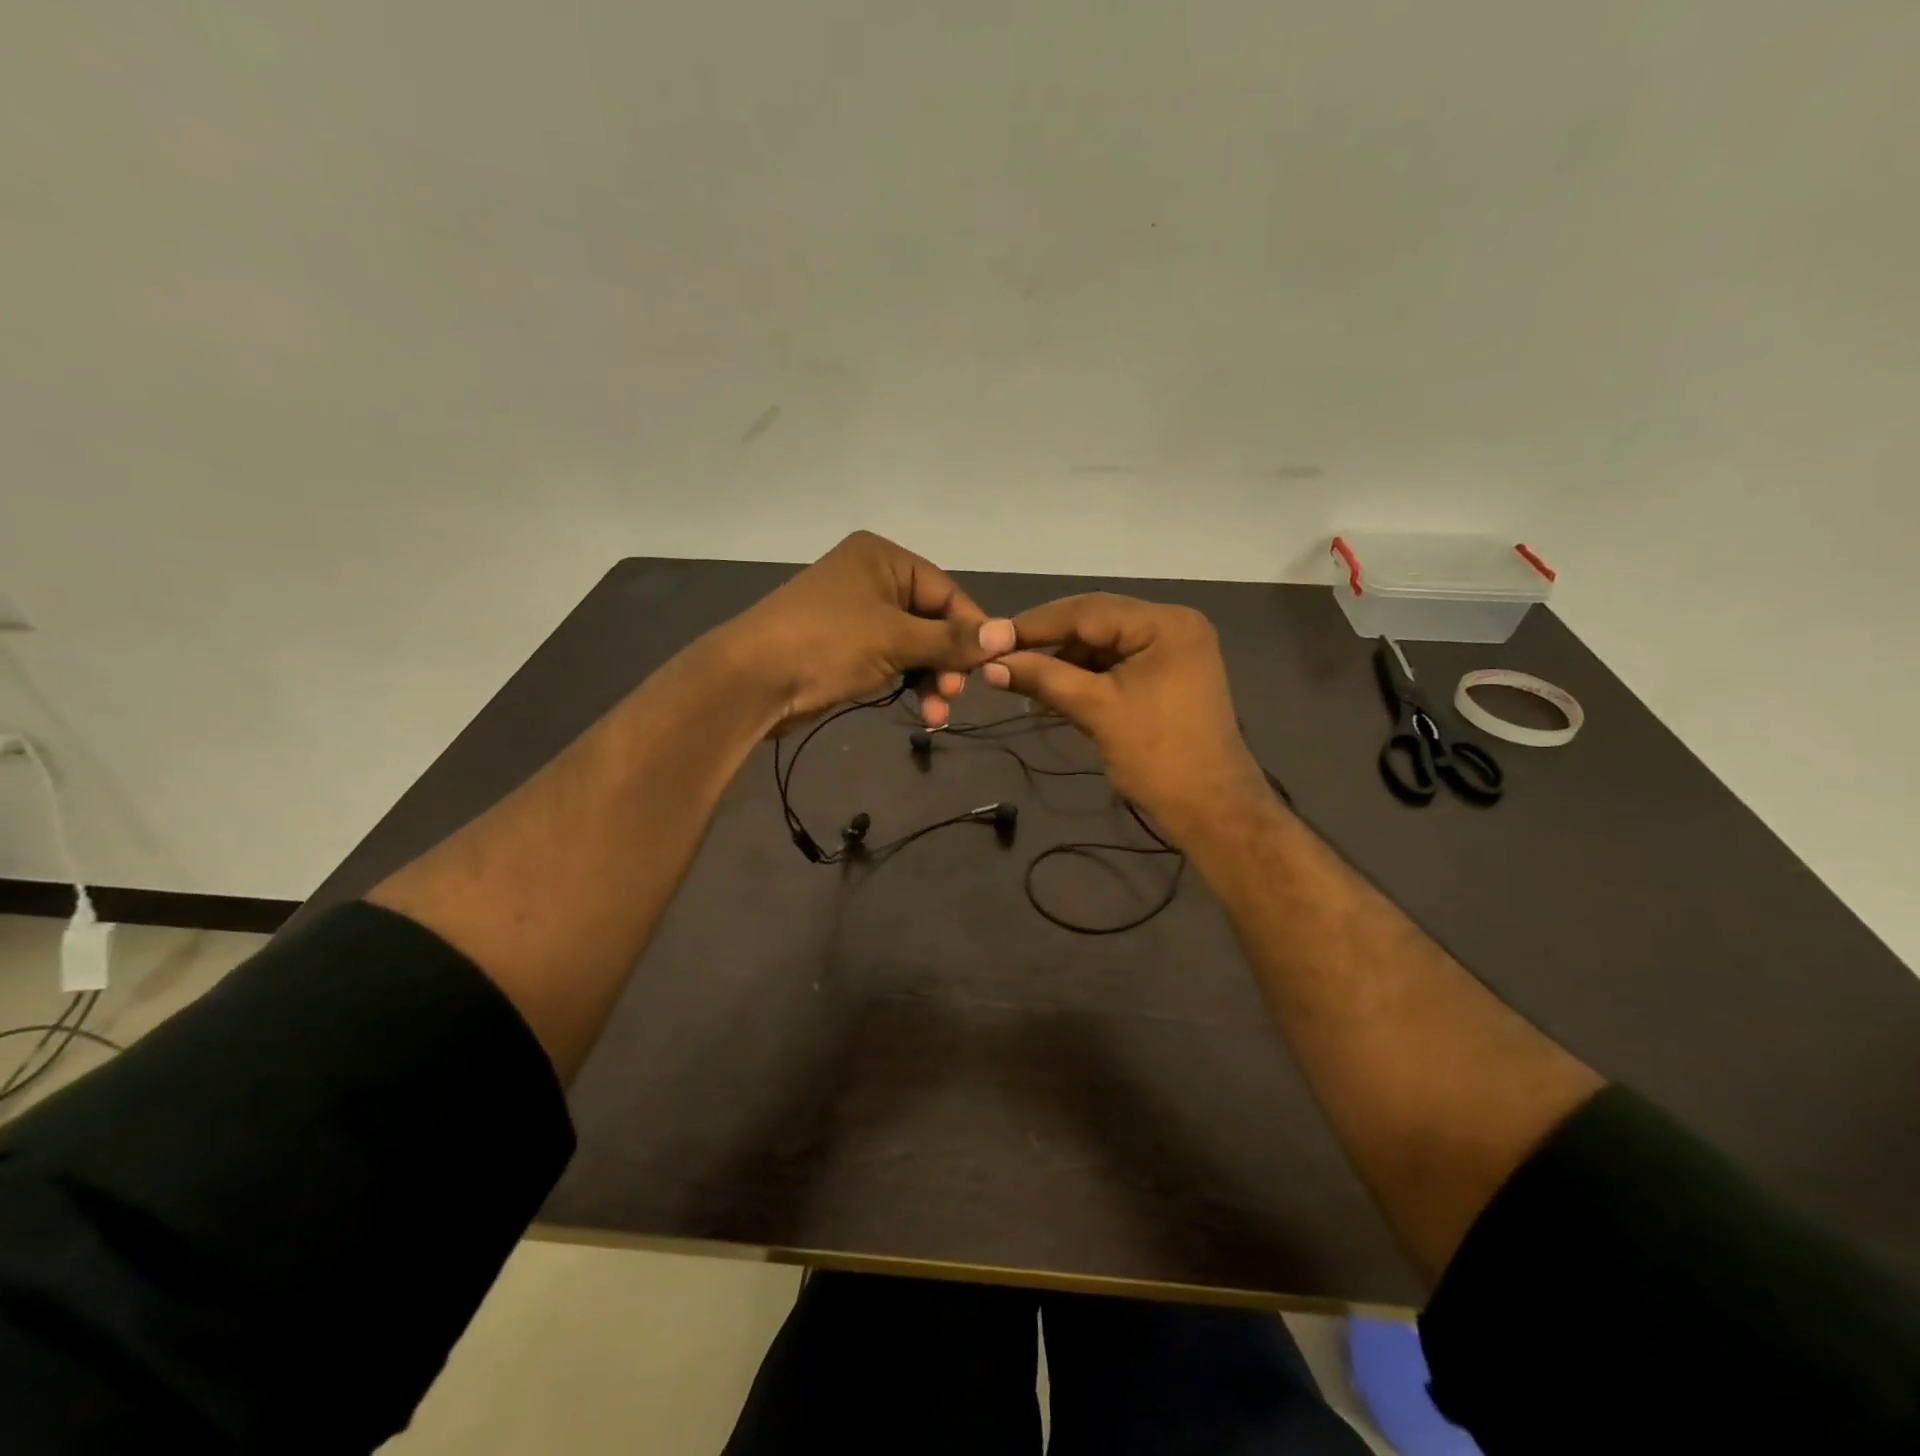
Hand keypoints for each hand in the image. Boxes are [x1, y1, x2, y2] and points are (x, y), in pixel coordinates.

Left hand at [725, 531, 1014, 729]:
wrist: (752, 680)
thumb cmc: (827, 644)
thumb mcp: (896, 639)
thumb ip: (952, 639)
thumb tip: (1008, 634)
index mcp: (883, 558)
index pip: (947, 593)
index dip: (972, 631)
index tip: (992, 666)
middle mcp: (872, 578)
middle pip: (932, 621)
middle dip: (947, 662)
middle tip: (954, 695)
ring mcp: (857, 614)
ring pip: (914, 646)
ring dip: (930, 680)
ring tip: (936, 715)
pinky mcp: (845, 647)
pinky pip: (892, 661)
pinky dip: (908, 683)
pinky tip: (921, 712)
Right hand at [982, 593, 1272, 842]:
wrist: (1211, 809)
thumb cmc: (1157, 757)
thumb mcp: (1096, 710)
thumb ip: (1043, 679)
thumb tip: (991, 665)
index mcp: (1164, 624)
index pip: (1087, 611)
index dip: (1035, 625)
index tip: (991, 638)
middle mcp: (1173, 624)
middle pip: (1096, 622)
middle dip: (1049, 642)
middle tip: (1002, 656)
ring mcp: (1174, 649)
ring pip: (1104, 643)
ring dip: (1065, 661)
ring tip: (1024, 680)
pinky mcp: (1169, 673)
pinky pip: (1118, 662)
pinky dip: (1086, 675)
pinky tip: (1056, 690)